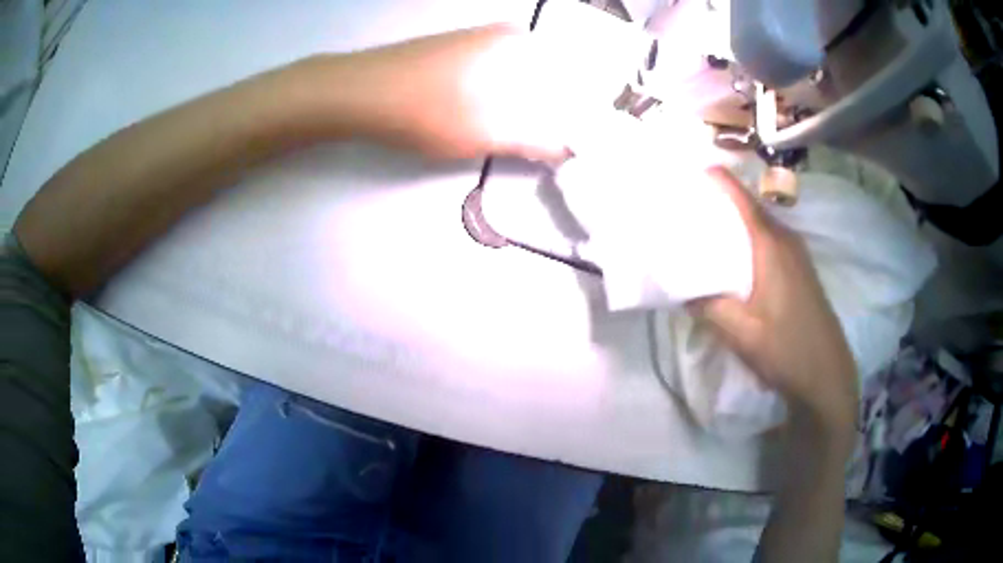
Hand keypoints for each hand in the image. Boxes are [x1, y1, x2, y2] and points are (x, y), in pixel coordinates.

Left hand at [333, 24, 617, 161]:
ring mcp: (480, 39)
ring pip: (521, 76)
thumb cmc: (430, 109)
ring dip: (529, 105)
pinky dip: (505, 96)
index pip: (572, 79)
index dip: (580, 112)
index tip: (582, 140)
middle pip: (548, 78)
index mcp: (524, 45)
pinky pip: (497, 74)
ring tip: (529, 136)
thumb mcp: (489, 133)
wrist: (360, 92)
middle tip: (556, 143)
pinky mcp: (457, 50)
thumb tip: (571, 149)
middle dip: (554, 111)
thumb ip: (537, 141)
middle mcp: (508, 35)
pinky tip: (495, 115)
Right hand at [689, 169, 858, 438]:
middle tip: (695, 204)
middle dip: (726, 201)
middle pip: (753, 209)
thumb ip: (709, 306)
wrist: (827, 376)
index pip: (743, 201)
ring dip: (740, 222)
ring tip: (712, 229)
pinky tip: (740, 260)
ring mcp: (799, 257)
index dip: (722, 181)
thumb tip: (682, 289)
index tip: (698, 169)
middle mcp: (787, 242)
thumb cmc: (785, 350)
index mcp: (771, 247)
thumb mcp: (740, 333)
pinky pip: (773, 243)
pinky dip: (753, 239)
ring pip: (765, 226)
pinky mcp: (803, 273)